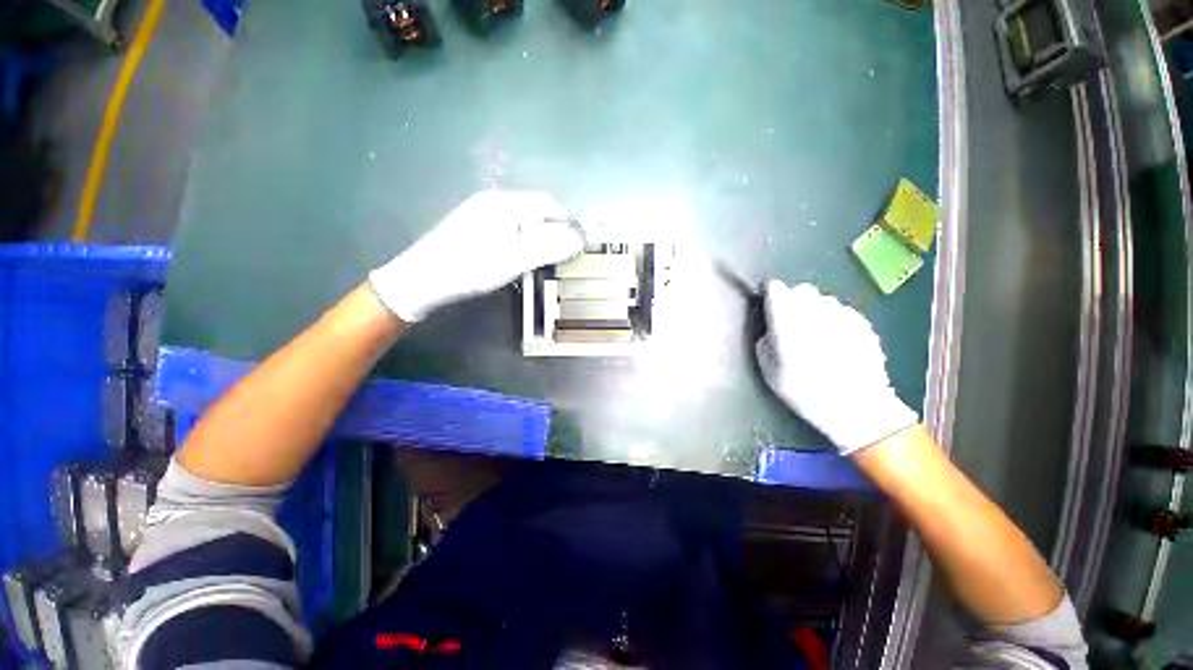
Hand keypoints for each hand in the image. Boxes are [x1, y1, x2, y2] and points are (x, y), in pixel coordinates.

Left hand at [369, 190, 583, 321]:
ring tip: (541, 262)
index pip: (548, 205)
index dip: (567, 224)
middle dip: (553, 232)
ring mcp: (481, 213)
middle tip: (560, 258)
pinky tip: (518, 260)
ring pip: (523, 222)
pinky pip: (509, 230)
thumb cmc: (471, 267)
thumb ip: (550, 246)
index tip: (576, 247)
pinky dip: (522, 243)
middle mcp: (494, 201)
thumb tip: (581, 237)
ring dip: (538, 239)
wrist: (422, 280)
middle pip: (535, 211)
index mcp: (505, 203)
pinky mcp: (473, 227)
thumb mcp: (515, 258)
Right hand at [755, 281, 916, 454]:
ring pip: (823, 300)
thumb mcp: (769, 370)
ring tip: (817, 337)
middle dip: (794, 301)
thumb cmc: (805, 391)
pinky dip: (835, 322)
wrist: (857, 407)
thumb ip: (766, 340)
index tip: (769, 303)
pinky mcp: (863, 323)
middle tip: (793, 324)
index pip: (775, 289)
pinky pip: (842, 313)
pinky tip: (837, 344)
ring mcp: (843, 315)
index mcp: (787, 321)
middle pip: (801, 290)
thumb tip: (772, 328)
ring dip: (816, 311)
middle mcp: (815, 311)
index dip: (770, 294)